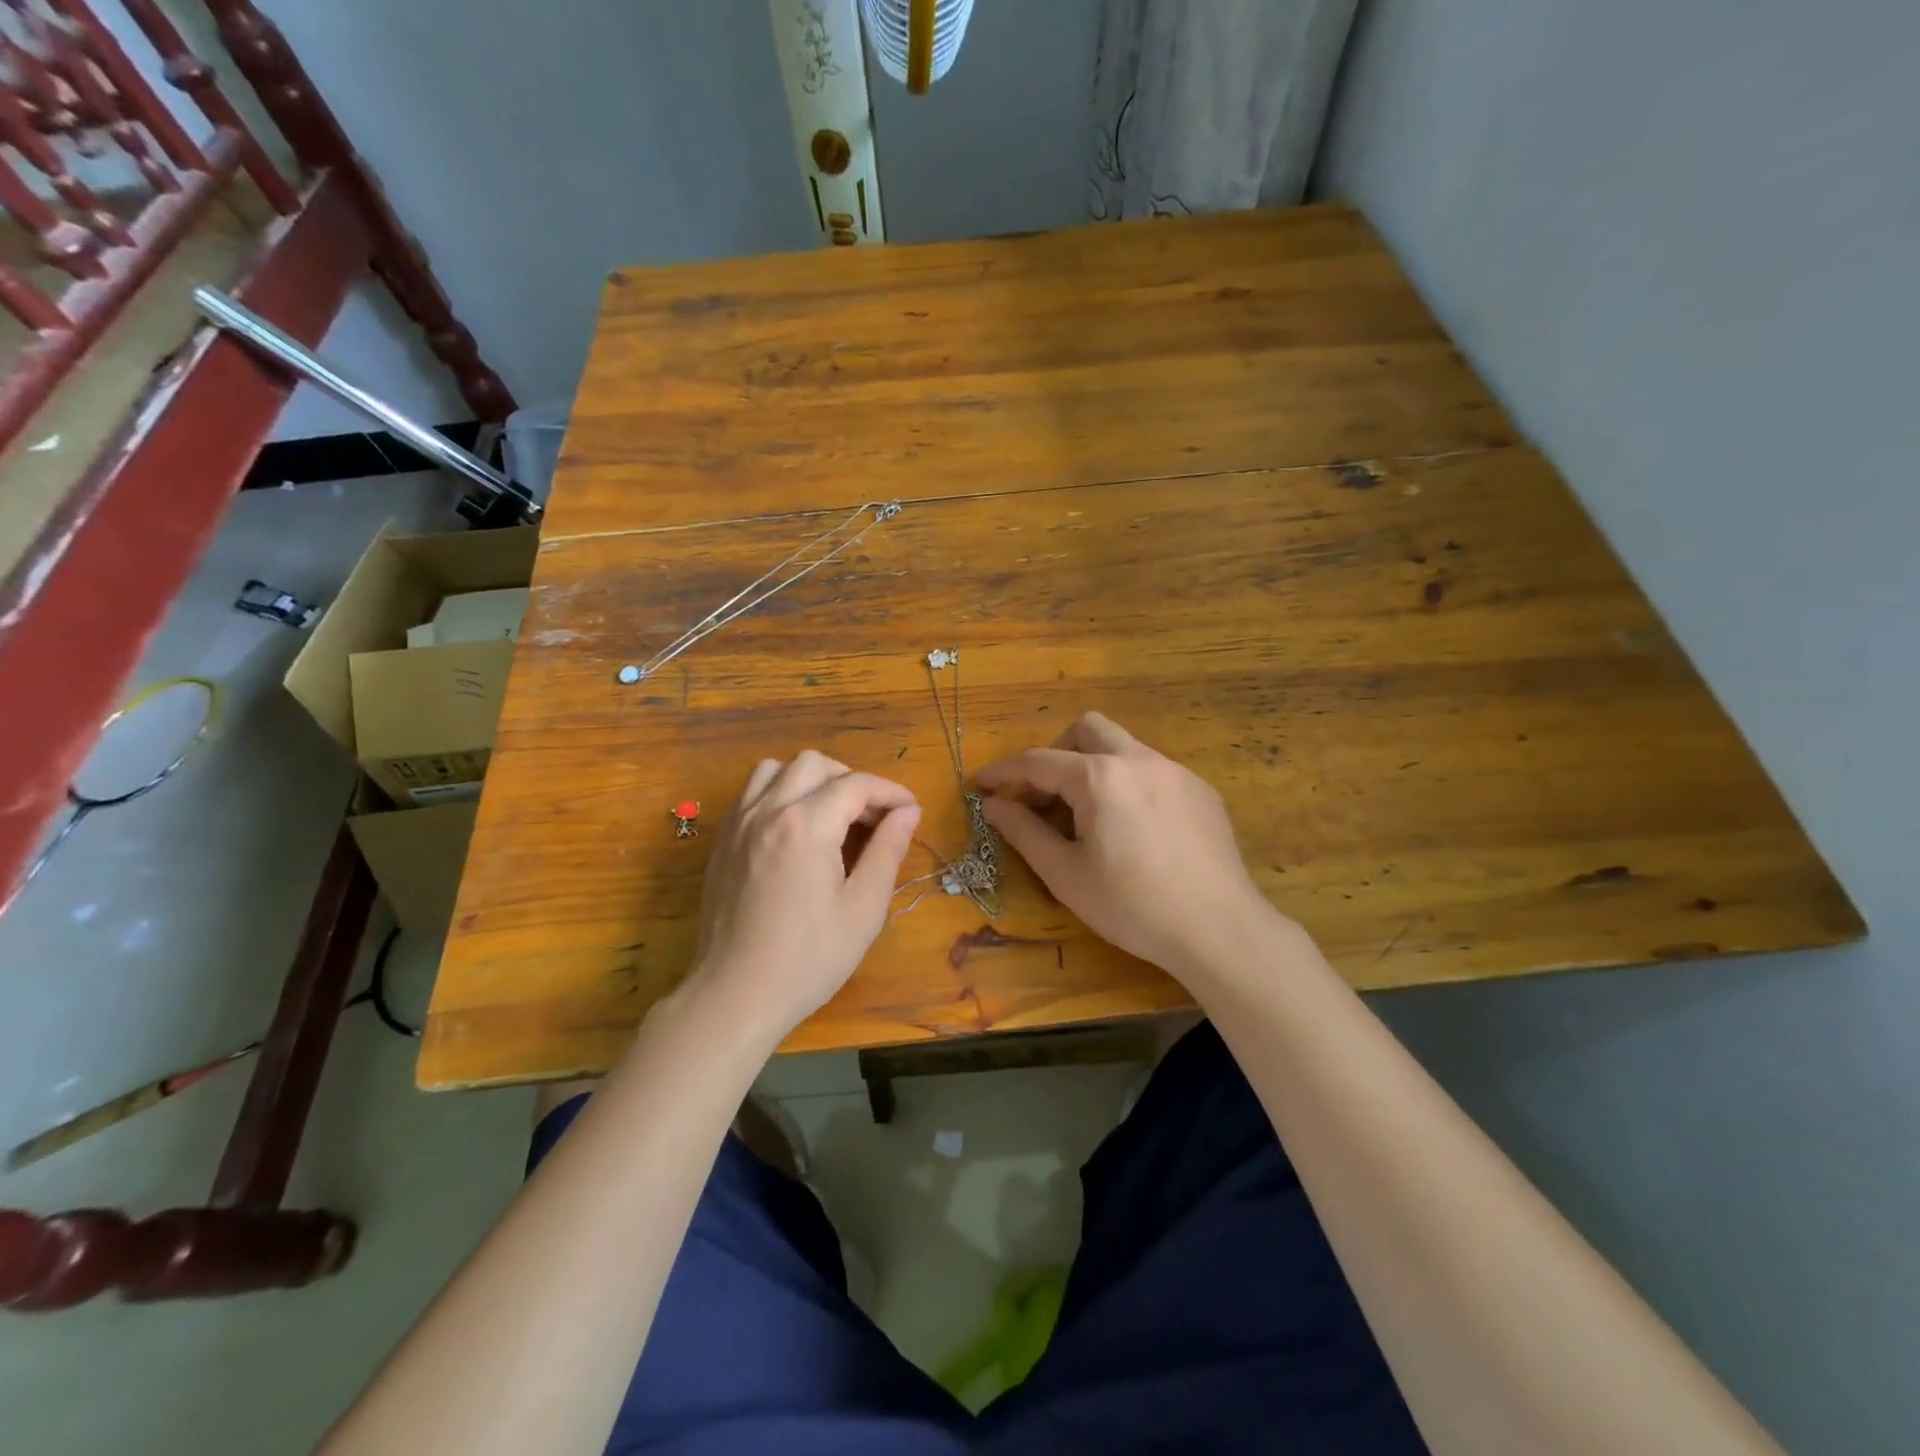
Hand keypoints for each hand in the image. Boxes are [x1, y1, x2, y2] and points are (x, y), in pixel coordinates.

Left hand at [684, 750, 919, 1042]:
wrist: (735, 996)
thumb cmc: (808, 959)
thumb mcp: (863, 909)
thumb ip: (887, 851)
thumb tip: (908, 812)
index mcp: (806, 825)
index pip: (856, 785)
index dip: (890, 793)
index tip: (911, 812)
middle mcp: (767, 811)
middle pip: (815, 764)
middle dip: (851, 781)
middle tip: (871, 819)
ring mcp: (738, 823)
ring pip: (776, 769)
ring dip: (810, 780)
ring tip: (830, 816)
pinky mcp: (722, 841)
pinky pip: (751, 793)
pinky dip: (779, 794)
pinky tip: (795, 830)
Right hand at [974, 713, 1275, 975]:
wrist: (1219, 929)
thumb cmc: (1132, 906)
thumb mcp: (1066, 874)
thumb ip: (1024, 832)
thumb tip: (993, 805)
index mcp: (1099, 777)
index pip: (1037, 762)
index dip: (1002, 772)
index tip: (979, 784)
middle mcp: (1138, 759)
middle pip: (1086, 729)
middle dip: (1056, 753)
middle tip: (1043, 796)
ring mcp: (1176, 772)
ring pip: (1123, 747)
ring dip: (1094, 768)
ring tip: (1088, 817)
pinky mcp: (1201, 791)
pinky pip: (1153, 771)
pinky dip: (1128, 785)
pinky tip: (1134, 830)